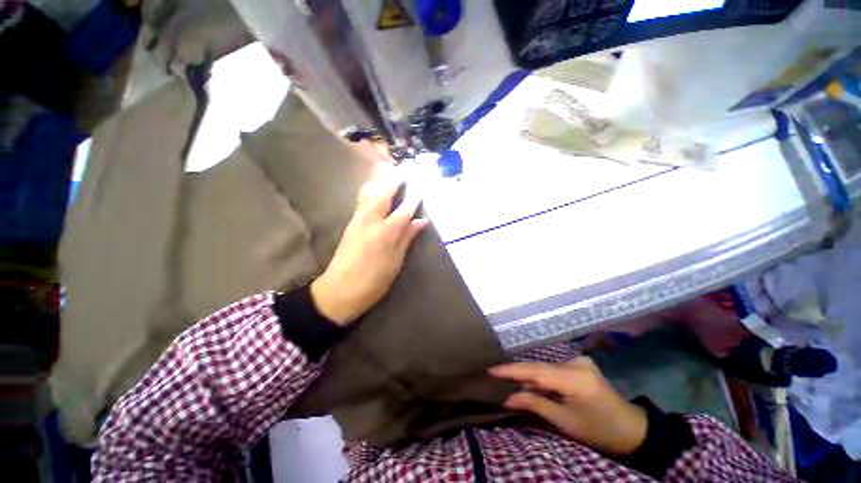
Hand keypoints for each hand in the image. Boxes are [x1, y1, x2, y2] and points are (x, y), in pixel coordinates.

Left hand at [310, 169, 427, 326]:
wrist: (338, 291)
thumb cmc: (373, 282)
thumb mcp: (395, 262)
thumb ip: (407, 238)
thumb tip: (421, 221)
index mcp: (385, 233)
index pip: (404, 210)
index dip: (414, 199)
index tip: (421, 188)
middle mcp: (371, 221)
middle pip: (384, 194)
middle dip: (395, 180)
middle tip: (405, 170)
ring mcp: (358, 220)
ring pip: (370, 194)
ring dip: (382, 182)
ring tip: (392, 175)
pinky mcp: (350, 224)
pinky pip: (363, 201)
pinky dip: (372, 191)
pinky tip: (377, 190)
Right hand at [489, 357, 647, 455]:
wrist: (632, 429)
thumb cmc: (598, 430)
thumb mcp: (565, 422)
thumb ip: (535, 404)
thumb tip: (508, 398)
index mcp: (573, 378)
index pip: (535, 371)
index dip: (511, 370)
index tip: (491, 370)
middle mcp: (575, 363)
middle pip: (539, 367)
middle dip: (518, 373)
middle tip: (497, 376)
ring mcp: (579, 361)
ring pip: (545, 367)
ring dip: (530, 376)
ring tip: (512, 381)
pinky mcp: (581, 364)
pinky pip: (554, 368)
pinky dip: (542, 376)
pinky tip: (534, 383)